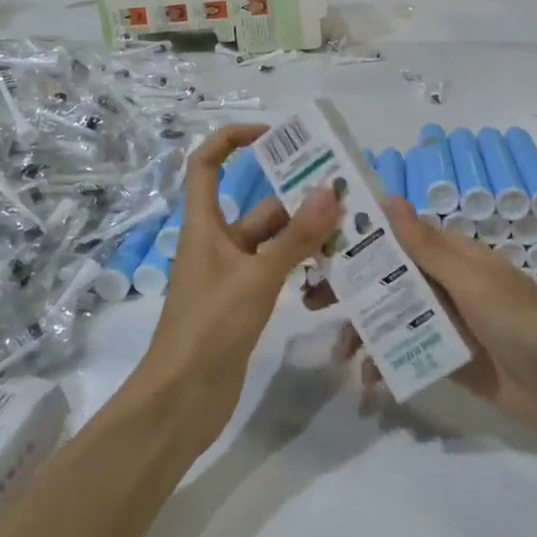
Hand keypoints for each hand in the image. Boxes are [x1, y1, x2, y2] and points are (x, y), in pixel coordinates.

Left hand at [139, 125, 339, 441]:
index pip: (207, 163)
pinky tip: (335, 270)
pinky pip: (277, 271)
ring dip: (306, 237)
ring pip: (274, 241)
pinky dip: (301, 266)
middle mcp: (218, 243)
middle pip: (258, 206)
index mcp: (205, 225)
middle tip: (346, 197)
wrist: (182, 401)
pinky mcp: (245, 303)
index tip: (275, 136)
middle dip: (297, 201)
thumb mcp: (258, 277)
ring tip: (353, 232)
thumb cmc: (210, 327)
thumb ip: (297, 237)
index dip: (233, 139)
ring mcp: (232, 275)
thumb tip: (331, 190)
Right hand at [340, 199, 536, 441]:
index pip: (397, 237)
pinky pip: (405, 353)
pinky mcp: (446, 359)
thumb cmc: (521, 321)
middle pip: (387, 279)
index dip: (360, 238)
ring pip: (391, 318)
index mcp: (451, 255)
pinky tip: (371, 382)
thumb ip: (427, 247)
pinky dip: (385, 363)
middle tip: (310, 302)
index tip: (318, 243)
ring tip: (340, 356)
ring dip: (363, 332)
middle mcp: (443, 283)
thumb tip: (387, 199)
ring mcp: (444, 323)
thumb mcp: (472, 280)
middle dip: (350, 290)